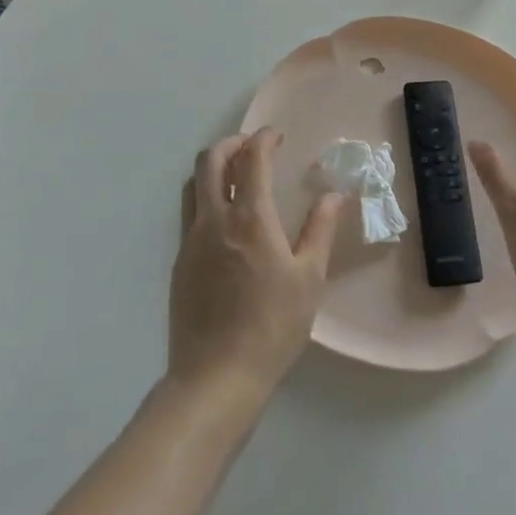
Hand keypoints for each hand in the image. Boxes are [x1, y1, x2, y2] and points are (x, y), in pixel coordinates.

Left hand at [169, 128, 345, 403]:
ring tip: (238, 177)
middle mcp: (213, 220)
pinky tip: (227, 223)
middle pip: (210, 160)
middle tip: (254, 148)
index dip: (264, 139)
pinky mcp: (179, 263)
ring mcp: (190, 241)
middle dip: (232, 143)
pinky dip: (207, 199)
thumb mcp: (309, 278)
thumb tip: (335, 195)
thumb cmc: (272, 327)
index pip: (251, 159)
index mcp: (249, 219)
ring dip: (214, 168)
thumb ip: (320, 230)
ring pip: (193, 184)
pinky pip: (190, 214)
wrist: (215, 378)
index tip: (278, 136)